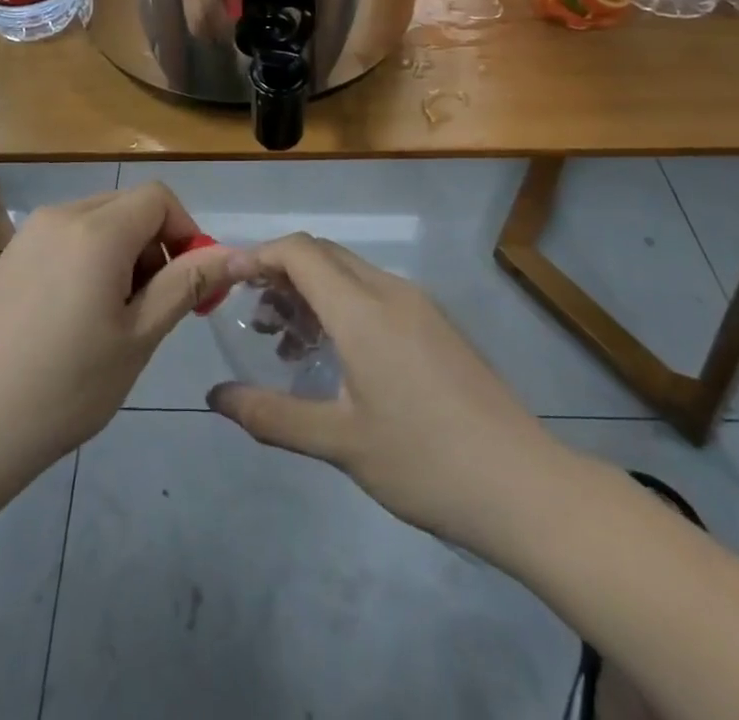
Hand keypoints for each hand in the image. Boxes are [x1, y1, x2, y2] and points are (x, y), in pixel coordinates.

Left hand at [0, 183, 234, 487]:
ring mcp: (29, 233)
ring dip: (123, 253)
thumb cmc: (65, 387)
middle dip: (155, 245)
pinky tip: (75, 317)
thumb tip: (234, 255)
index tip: (189, 284)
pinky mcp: (10, 255)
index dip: (185, 232)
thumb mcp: (139, 337)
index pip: (159, 198)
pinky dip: (89, 259)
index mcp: (97, 230)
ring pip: (98, 221)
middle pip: (128, 206)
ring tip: (113, 317)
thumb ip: (186, 284)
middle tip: (153, 307)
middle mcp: (61, 215)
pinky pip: (67, 237)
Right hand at [208, 234, 553, 553]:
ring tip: (285, 341)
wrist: (523, 486)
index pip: (299, 252)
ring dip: (311, 291)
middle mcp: (390, 291)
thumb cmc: (423, 462)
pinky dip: (341, 306)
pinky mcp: (436, 324)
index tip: (226, 279)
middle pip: (323, 255)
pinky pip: (375, 294)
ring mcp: (419, 305)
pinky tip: (334, 356)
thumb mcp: (339, 442)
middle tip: (252, 314)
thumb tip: (215, 396)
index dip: (258, 256)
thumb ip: (270, 414)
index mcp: (363, 309)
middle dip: (280, 272)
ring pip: (350, 274)